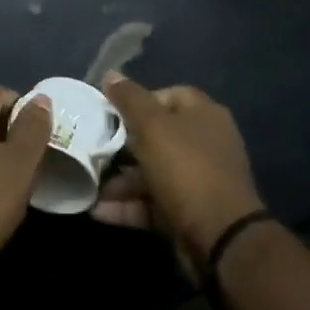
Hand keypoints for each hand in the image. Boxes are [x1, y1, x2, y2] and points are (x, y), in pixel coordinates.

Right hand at [91, 74, 265, 264]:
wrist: (220, 235)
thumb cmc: (186, 169)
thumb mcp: (153, 127)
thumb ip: (130, 99)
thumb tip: (111, 74)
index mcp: (204, 116)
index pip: (170, 96)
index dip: (140, 101)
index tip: (111, 113)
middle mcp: (204, 144)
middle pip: (157, 136)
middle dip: (122, 146)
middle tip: (93, 150)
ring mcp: (198, 180)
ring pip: (152, 173)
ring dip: (120, 181)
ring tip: (89, 186)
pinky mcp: (188, 211)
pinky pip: (152, 203)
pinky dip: (127, 206)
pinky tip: (98, 211)